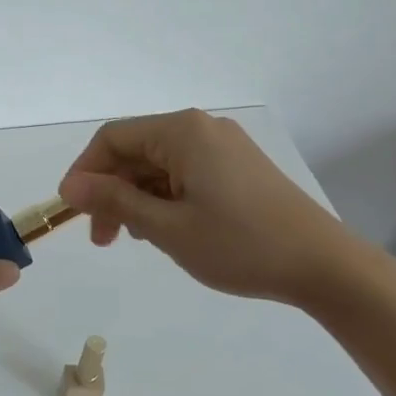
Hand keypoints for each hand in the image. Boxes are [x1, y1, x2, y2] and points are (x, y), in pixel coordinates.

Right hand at [57, 109, 368, 307]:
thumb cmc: (240, 245)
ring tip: (135, 239)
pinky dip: (164, 197)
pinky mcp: (238, 167)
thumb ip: (114, 201)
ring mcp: (223, 147)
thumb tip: (70, 186)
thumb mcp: (166, 227)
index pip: (112, 138)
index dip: (85, 172)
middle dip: (111, 190)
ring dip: (136, 197)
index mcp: (182, 132)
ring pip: (159, 164)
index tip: (72, 212)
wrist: (325, 266)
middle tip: (102, 238)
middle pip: (135, 150)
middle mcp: (201, 129)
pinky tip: (164, 228)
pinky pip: (184, 172)